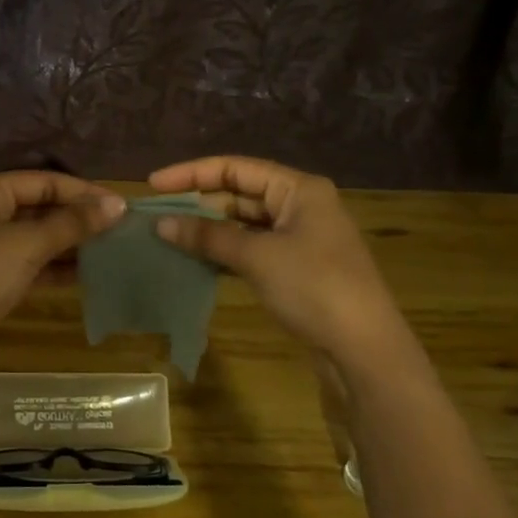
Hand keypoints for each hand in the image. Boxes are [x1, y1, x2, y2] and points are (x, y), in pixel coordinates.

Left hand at [0, 172, 124, 352]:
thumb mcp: (29, 245)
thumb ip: (73, 223)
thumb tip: (118, 204)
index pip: (41, 181)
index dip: (81, 192)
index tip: (118, 205)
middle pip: (38, 206)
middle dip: (76, 217)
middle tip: (117, 227)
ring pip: (34, 236)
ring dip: (69, 242)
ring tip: (109, 249)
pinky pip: (28, 262)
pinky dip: (54, 266)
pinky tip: (86, 274)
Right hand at [148, 156, 411, 358]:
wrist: (364, 349)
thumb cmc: (314, 288)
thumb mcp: (257, 257)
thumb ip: (207, 237)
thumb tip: (161, 224)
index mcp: (298, 189)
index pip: (235, 168)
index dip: (192, 173)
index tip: (153, 184)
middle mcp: (301, 205)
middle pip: (240, 193)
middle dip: (198, 203)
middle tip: (157, 215)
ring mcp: (300, 238)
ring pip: (244, 223)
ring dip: (209, 230)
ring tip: (169, 237)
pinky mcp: (297, 268)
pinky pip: (252, 248)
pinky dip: (225, 252)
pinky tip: (197, 261)